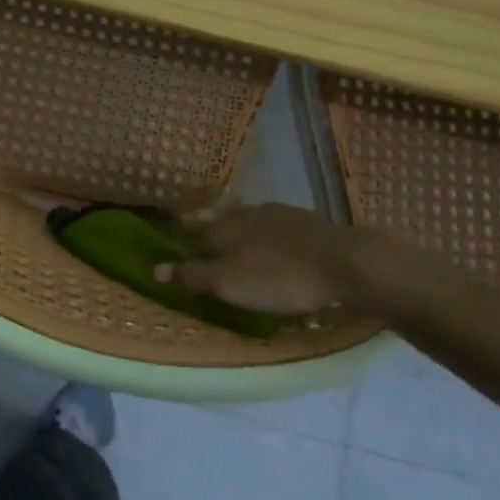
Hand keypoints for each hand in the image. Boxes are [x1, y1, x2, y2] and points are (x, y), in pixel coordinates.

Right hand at [152, 203, 370, 314]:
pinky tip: (274, 231)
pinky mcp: (307, 221)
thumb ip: (193, 276)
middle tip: (194, 220)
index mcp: (225, 230)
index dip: (184, 230)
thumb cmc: (281, 278)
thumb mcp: (231, 284)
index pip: (196, 228)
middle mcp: (247, 216)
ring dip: (236, 218)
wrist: (345, 261)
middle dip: (206, 219)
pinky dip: (266, 225)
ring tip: (231, 223)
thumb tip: (154, 268)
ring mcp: (279, 215)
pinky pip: (275, 220)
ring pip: (248, 214)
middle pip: (220, 216)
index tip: (174, 227)